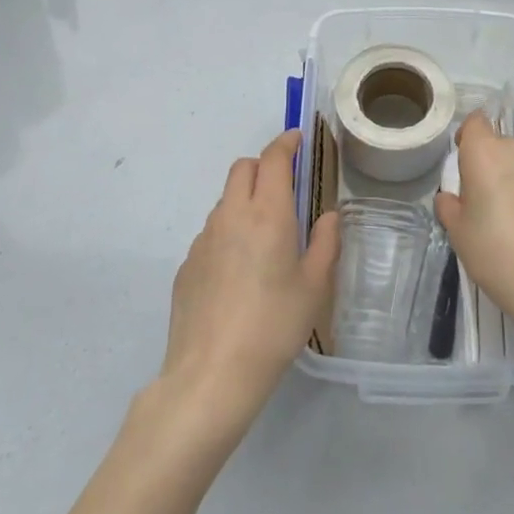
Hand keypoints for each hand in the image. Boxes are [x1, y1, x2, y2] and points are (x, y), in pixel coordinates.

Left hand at [160, 130, 339, 428]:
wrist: (212, 374)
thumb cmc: (274, 326)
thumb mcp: (315, 286)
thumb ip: (324, 243)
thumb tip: (327, 217)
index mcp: (267, 214)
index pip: (273, 159)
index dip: (285, 143)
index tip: (296, 139)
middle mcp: (231, 215)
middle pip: (242, 168)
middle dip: (263, 166)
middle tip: (284, 187)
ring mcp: (203, 239)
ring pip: (225, 200)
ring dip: (245, 200)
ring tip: (264, 237)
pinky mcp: (186, 264)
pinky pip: (211, 232)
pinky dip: (228, 232)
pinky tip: (239, 272)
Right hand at [435, 112, 513, 334]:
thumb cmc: (496, 253)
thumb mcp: (458, 233)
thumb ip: (450, 206)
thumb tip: (453, 198)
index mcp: (487, 152)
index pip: (475, 122)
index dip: (468, 139)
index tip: (466, 166)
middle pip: (503, 146)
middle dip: (496, 167)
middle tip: (490, 203)